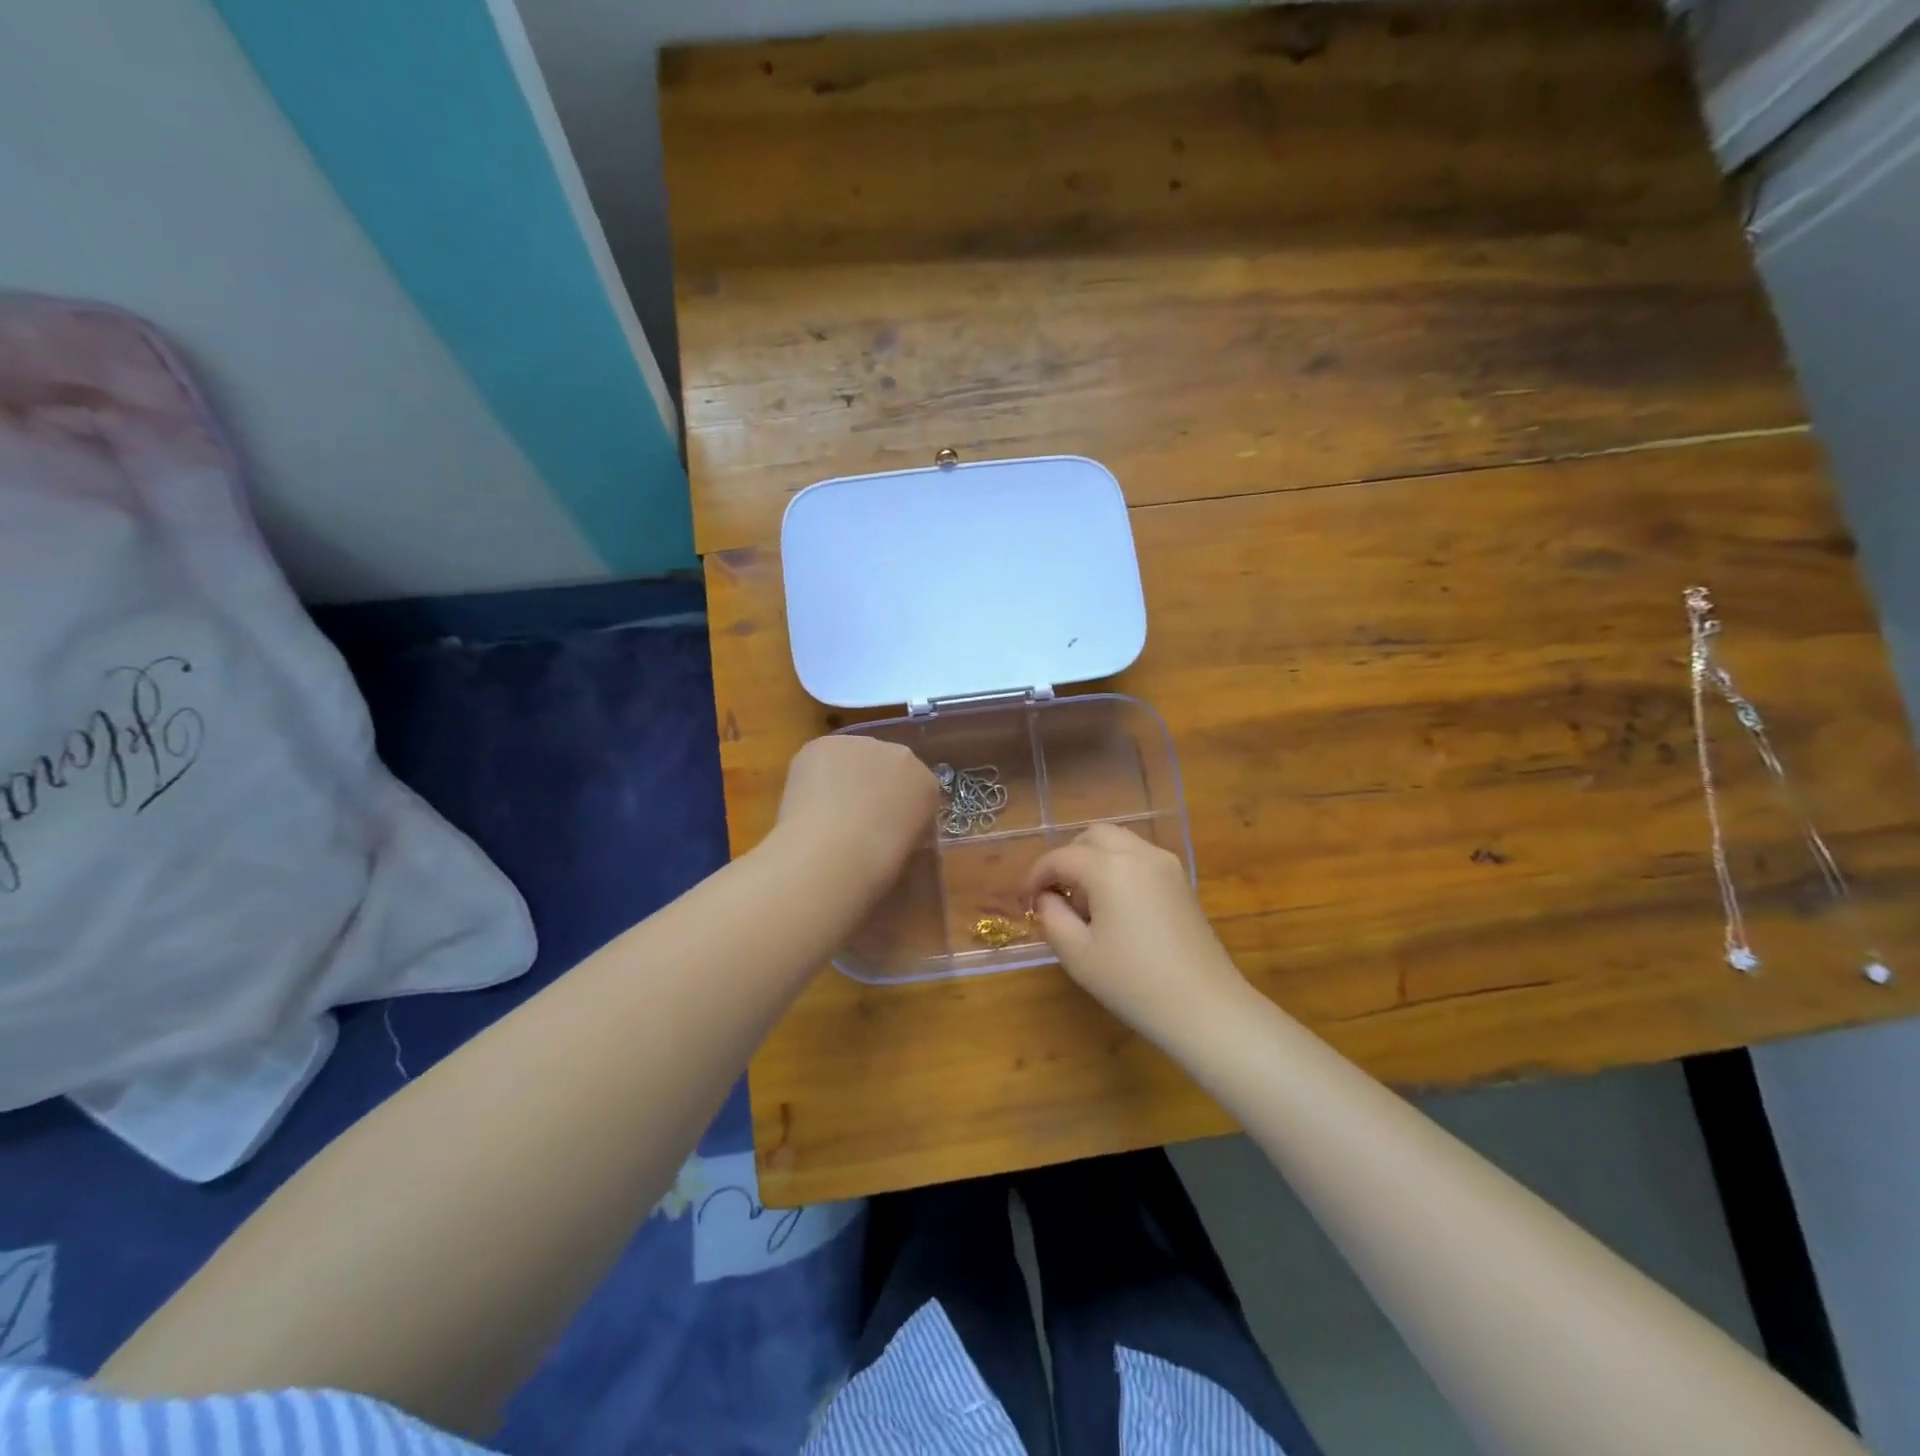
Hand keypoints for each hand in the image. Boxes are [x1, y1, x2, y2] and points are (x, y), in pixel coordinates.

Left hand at [771, 734, 939, 903]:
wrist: (835, 854)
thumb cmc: (878, 869)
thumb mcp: (908, 856)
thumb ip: (905, 831)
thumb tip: (890, 831)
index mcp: (928, 785)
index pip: (915, 787)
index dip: (897, 807)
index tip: (884, 828)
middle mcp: (902, 756)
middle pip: (886, 765)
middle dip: (872, 786)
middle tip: (854, 819)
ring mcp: (862, 745)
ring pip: (853, 758)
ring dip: (844, 777)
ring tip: (825, 813)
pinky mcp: (826, 744)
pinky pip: (822, 758)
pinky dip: (814, 776)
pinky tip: (806, 801)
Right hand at [1026, 823, 1253, 1046]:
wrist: (1205, 1008)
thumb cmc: (1133, 983)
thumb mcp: (1077, 954)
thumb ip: (1052, 916)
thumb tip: (1046, 897)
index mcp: (1109, 867)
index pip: (1061, 857)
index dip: (1036, 875)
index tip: (1026, 900)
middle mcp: (1139, 853)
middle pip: (1092, 836)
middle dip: (1067, 858)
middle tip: (1055, 893)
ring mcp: (1165, 864)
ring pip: (1118, 843)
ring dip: (1094, 859)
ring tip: (1085, 901)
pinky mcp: (1181, 881)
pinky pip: (1139, 857)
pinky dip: (1118, 867)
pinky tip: (1115, 906)